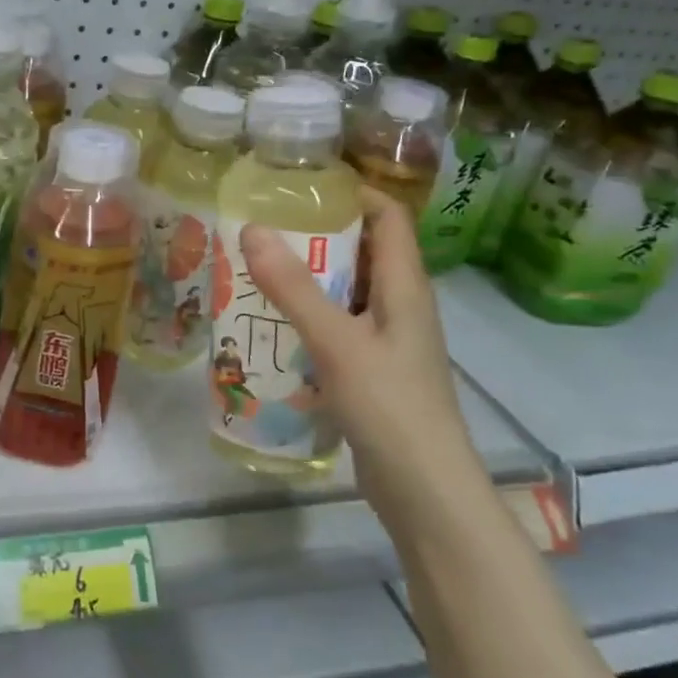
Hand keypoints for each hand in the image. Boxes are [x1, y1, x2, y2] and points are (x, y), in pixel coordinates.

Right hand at [240, 189, 489, 521]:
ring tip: (255, 267)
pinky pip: (337, 325)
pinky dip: (307, 315)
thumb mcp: (337, 342)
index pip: (388, 217)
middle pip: (363, 250)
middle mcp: (399, 305)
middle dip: (317, 233)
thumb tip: (252, 229)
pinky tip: (270, 323)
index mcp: (404, 287)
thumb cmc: (390, 407)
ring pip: (346, 290)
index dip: (353, 193)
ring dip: (307, 276)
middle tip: (262, 225)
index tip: (301, 185)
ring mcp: (386, 340)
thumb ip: (294, 288)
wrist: (425, 492)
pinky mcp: (371, 370)